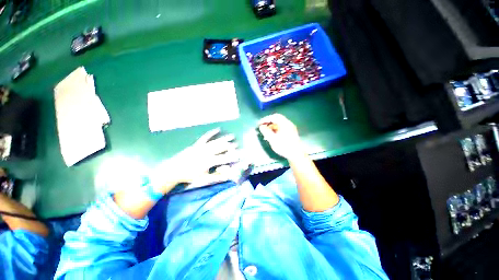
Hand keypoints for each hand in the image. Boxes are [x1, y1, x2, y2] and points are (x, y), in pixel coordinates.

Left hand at [153, 128, 238, 190]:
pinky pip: (205, 137)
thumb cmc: (190, 176)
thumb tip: (228, 175)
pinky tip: (217, 129)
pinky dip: (212, 133)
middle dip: (230, 146)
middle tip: (237, 144)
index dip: (233, 157)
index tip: (240, 155)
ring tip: (232, 136)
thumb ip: (216, 176)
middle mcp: (207, 152)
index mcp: (209, 161)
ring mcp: (202, 147)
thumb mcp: (204, 179)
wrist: (174, 170)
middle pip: (221, 148)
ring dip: (224, 139)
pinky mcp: (197, 144)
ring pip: (216, 142)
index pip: (224, 158)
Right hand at [258, 114, 305, 160]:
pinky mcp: (291, 133)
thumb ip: (266, 131)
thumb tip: (261, 126)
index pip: (273, 117)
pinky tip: (272, 135)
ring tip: (266, 132)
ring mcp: (291, 128)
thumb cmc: (283, 146)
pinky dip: (276, 129)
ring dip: (272, 126)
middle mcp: (288, 123)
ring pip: (279, 124)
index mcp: (284, 123)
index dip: (265, 119)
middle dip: (268, 122)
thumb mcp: (272, 139)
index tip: (259, 124)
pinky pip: (282, 128)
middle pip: (277, 119)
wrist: (296, 155)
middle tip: (262, 126)